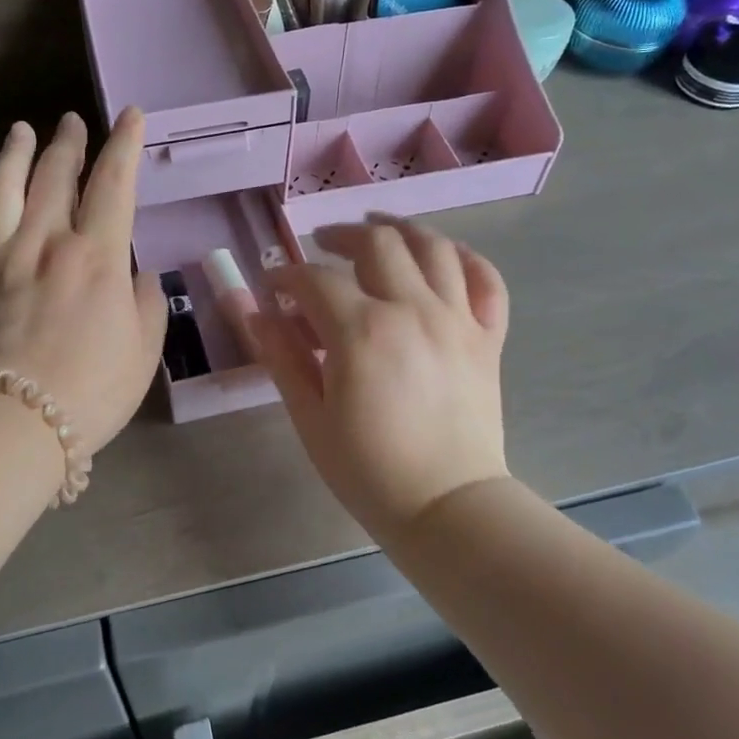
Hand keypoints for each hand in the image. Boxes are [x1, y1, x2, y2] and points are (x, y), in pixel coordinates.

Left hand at [0, 108, 167, 456]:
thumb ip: (146, 305)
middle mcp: (44, 244)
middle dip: (67, 143)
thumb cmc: (91, 390)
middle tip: (70, 121)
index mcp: (94, 256)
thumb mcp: (143, 350)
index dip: (124, 145)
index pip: (113, 184)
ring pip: (1, 193)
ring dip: (12, 158)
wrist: (14, 425)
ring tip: (19, 132)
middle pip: (54, 178)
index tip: (130, 115)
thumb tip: (138, 276)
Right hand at [253, 217, 510, 538]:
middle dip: (340, 237)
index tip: (273, 288)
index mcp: (362, 331)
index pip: (315, 279)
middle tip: (321, 247)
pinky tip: (442, 256)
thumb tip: (251, 310)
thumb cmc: (368, 469)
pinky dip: (465, 258)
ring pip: (433, 247)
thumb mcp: (310, 415)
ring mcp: (457, 319)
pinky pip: (485, 280)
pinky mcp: (487, 337)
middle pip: (377, 244)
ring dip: (400, 230)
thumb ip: (280, 355)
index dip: (286, 277)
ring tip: (378, 232)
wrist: (447, 507)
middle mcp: (413, 310)